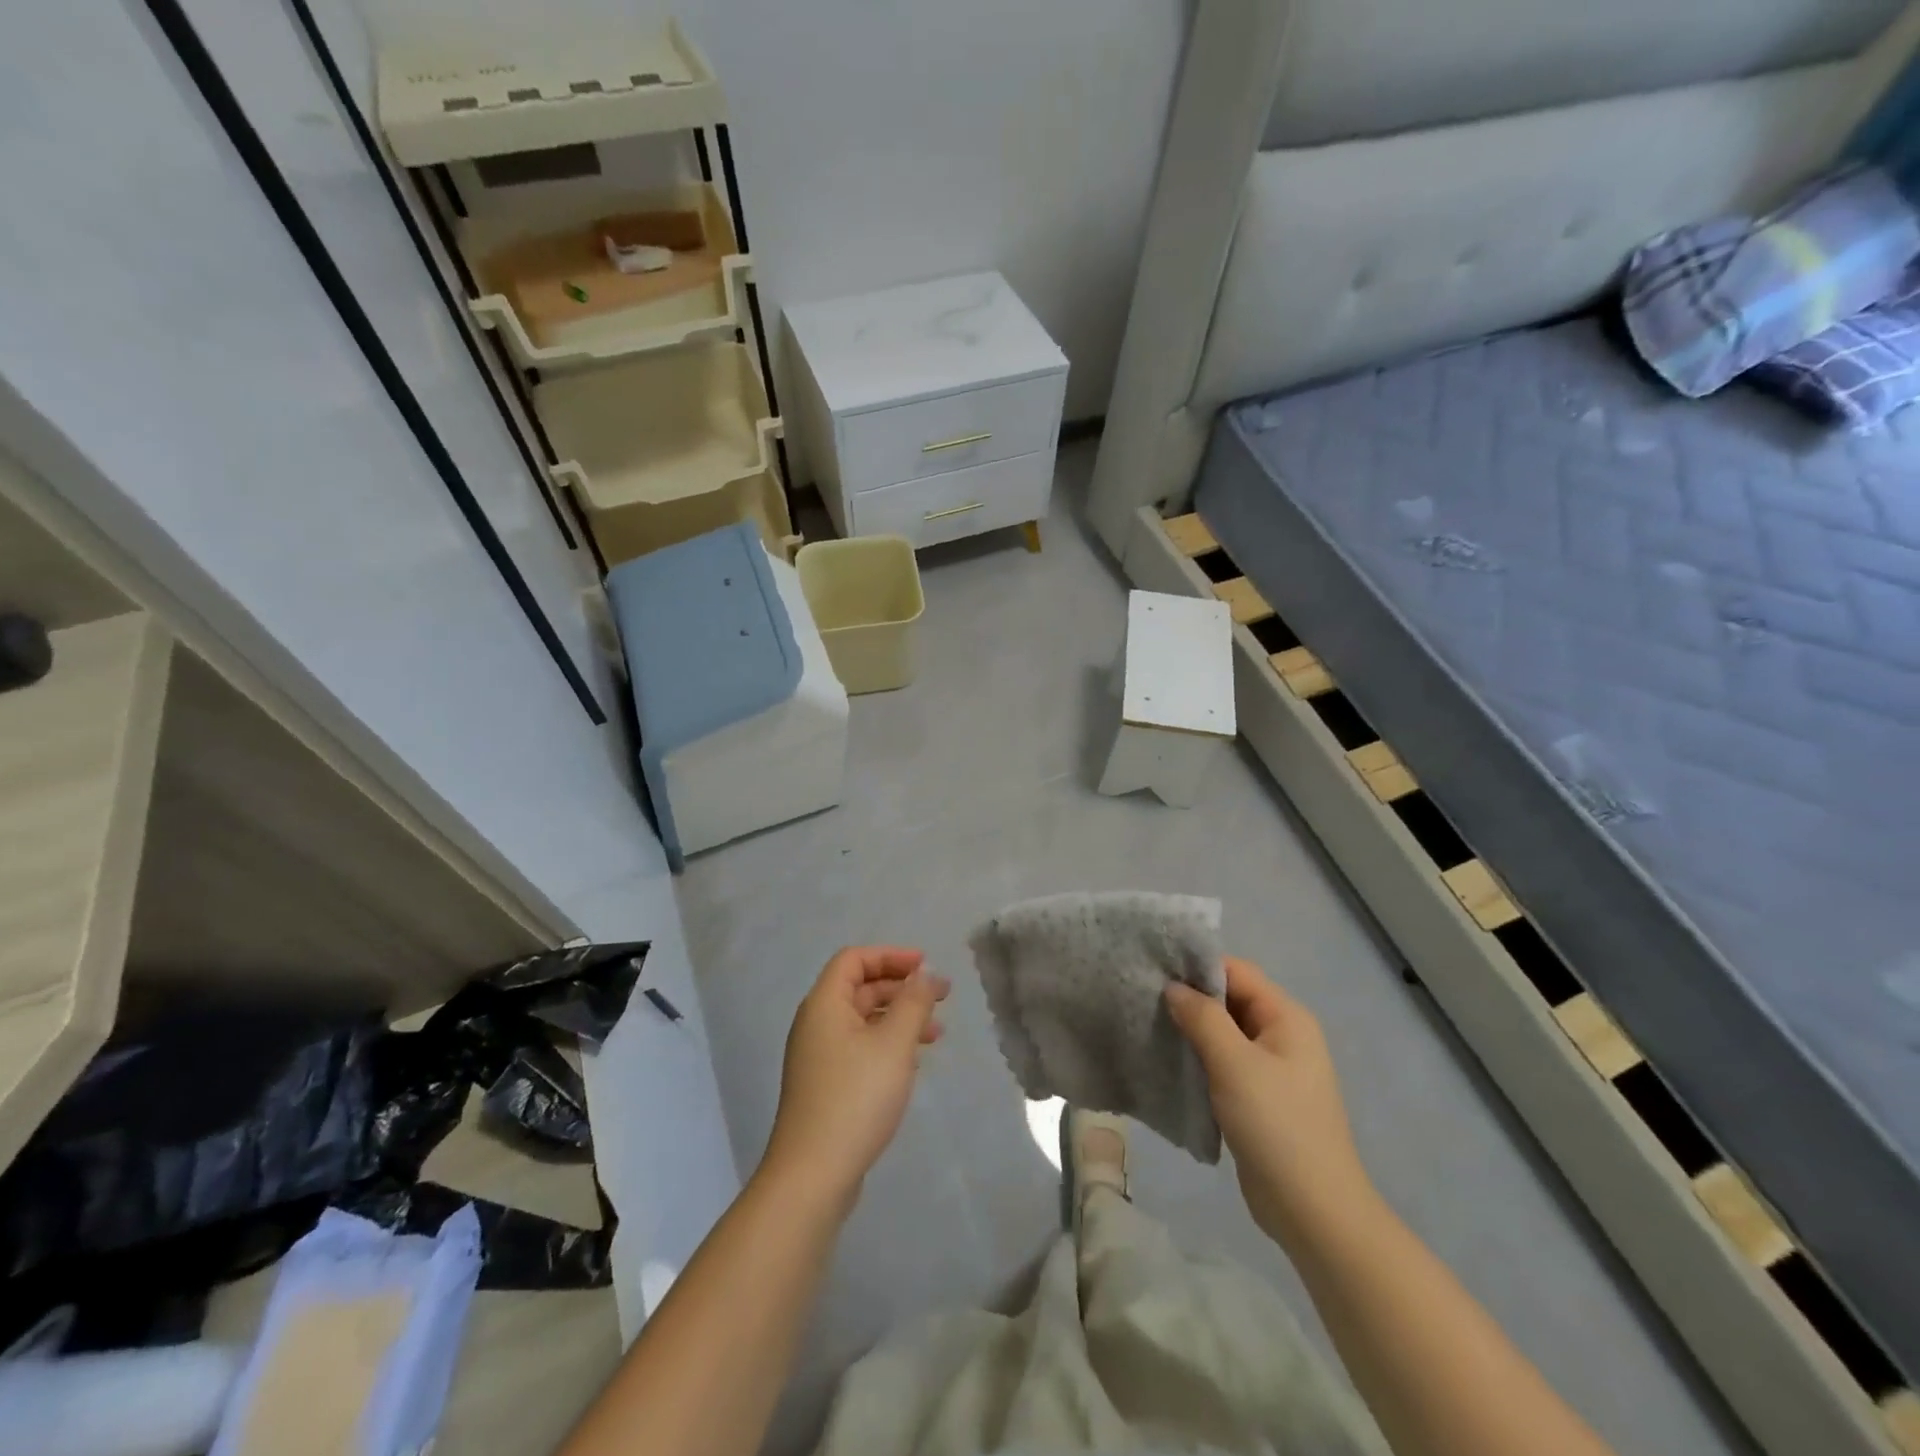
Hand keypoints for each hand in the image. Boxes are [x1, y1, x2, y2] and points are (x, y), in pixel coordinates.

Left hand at [761, 946, 949, 1212]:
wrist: (813, 1175)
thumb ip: (913, 1002)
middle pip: (860, 988)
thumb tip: (925, 975)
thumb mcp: (894, 1044)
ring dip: (899, 1018)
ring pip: (863, 1021)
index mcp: (824, 1004)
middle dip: (901, 988)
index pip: (854, 960)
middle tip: (942, 997)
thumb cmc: (856, 1097)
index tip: (926, 966)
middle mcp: (816, 1024)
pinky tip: (912, 1064)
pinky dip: (887, 1044)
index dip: (891, 956)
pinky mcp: (825, 1085)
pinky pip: (859, 1048)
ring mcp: (818, 1057)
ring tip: (936, 1034)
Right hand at [1166, 957, 1374, 1245]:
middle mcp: (1282, 1035)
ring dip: (1191, 1029)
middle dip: (1190, 997)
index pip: (1237, 971)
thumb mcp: (1235, 1064)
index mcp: (1286, 1017)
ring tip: (1149, 1025)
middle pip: (1230, 999)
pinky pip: (1224, 1063)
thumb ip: (1203, 1018)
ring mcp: (1272, 1068)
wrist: (1313, 1211)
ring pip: (1224, 1032)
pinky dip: (1198, 1057)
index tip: (1154, 969)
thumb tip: (1174, 988)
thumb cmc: (1277, 1127)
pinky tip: (1168, 1061)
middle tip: (1143, 997)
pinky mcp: (1258, 1098)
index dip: (1197, 966)